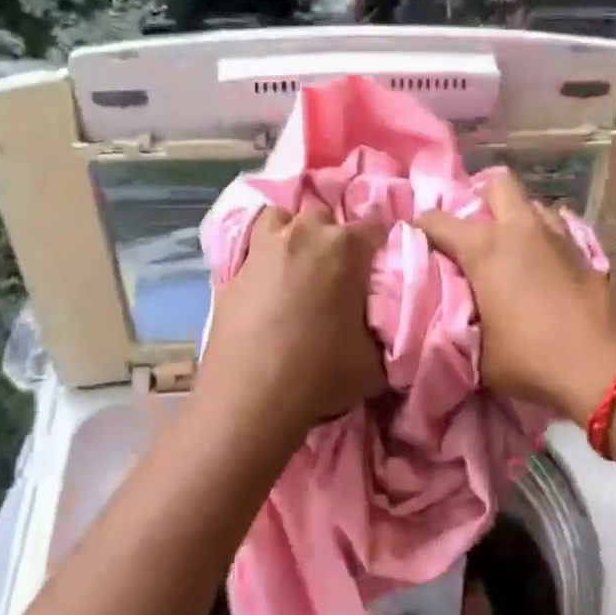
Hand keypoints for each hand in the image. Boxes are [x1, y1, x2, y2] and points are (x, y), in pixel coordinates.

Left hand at [197, 207, 386, 444]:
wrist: (252, 396)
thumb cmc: (321, 372)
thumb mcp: (375, 362)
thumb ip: (384, 333)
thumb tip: (384, 331)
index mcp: (344, 247)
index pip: (376, 227)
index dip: (382, 245)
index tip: (381, 266)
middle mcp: (302, 235)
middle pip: (324, 217)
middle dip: (333, 237)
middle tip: (339, 272)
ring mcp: (262, 250)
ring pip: (279, 220)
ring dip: (292, 235)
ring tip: (298, 266)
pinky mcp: (231, 273)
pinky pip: (252, 253)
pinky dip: (263, 264)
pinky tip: (267, 291)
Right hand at [418, 170, 615, 423]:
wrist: (606, 368)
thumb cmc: (532, 359)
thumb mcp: (479, 353)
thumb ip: (458, 325)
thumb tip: (448, 316)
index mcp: (486, 249)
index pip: (438, 220)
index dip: (420, 227)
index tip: (415, 240)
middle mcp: (521, 230)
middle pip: (498, 184)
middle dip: (480, 199)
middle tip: (472, 231)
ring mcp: (560, 237)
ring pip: (533, 205)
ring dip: (517, 219)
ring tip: (510, 249)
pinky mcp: (587, 253)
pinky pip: (558, 230)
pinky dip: (544, 240)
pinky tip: (542, 268)